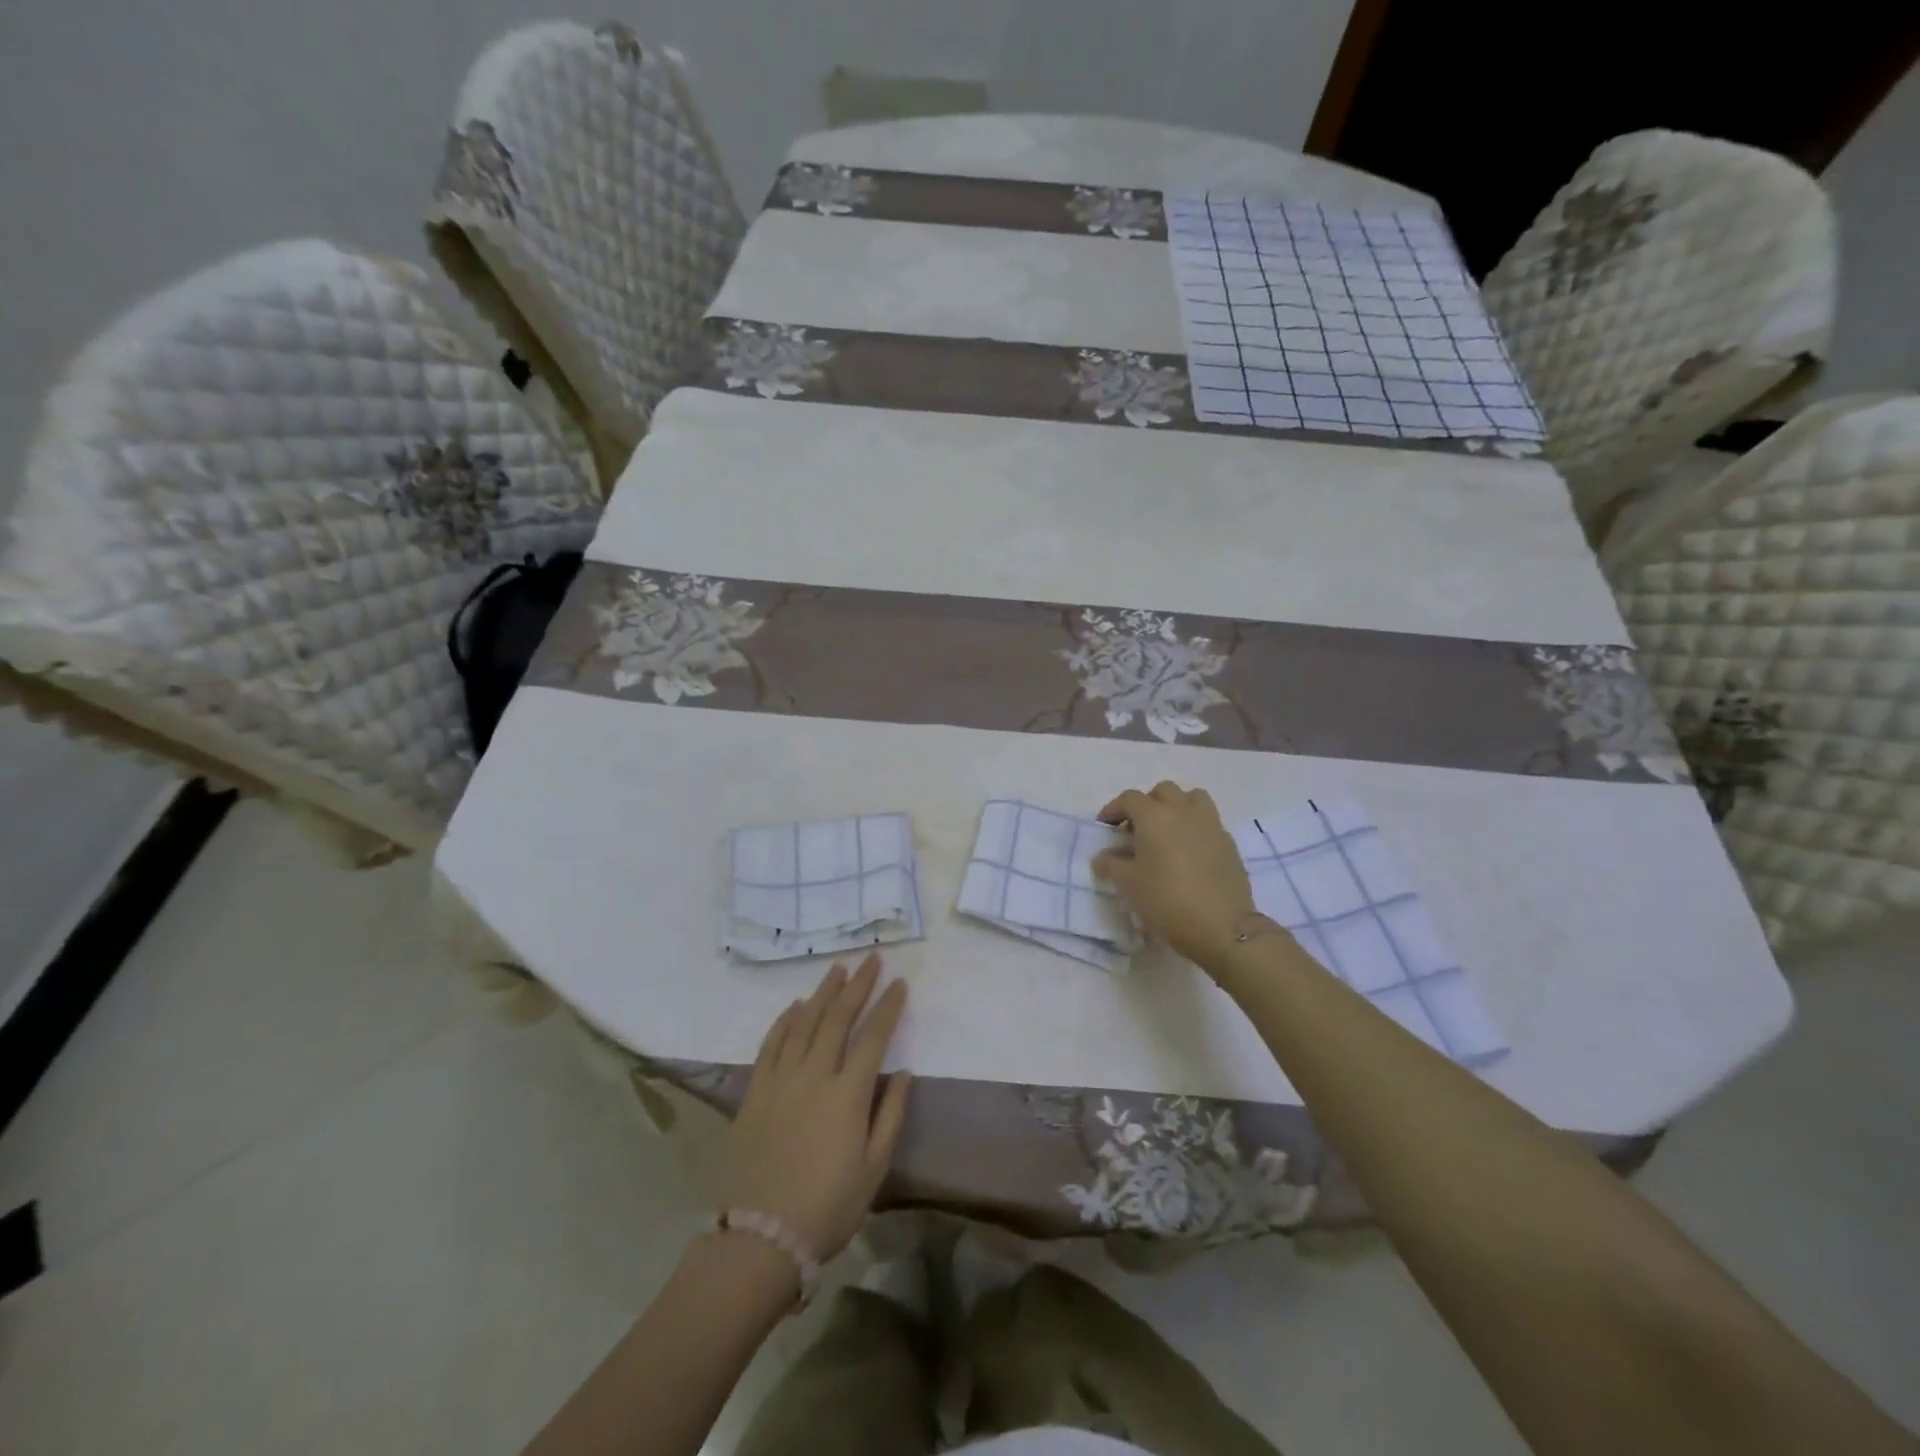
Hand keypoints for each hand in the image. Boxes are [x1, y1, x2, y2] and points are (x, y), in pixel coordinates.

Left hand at [723, 954, 910, 1261]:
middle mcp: (815, 1075)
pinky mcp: (755, 1092)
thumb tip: (904, 1072)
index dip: (888, 1007)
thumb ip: (890, 1115)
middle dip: (857, 985)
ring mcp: (781, 1081)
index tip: (900, 983)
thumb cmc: (828, 1206)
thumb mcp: (874, 1168)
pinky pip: (771, 1045)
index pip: (873, 1036)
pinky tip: (795, 1006)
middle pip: (838, 1018)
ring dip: (822, 993)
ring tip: (837, 969)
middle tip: (870, 959)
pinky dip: (784, 1021)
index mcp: (848, 1093)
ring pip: (804, 1023)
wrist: (760, 1237)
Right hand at [1093, 781, 1259, 972]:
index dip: (1113, 809)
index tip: (1105, 827)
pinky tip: (1188, 854)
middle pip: (1163, 791)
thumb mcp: (1128, 885)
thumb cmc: (1167, 900)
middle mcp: (1183, 811)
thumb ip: (1110, 865)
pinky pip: (1208, 823)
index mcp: (1155, 816)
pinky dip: (1195, 828)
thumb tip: (1103, 857)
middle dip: (1147, 804)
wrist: (1222, 927)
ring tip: (1167, 833)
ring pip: (1192, 799)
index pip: (1129, 798)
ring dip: (1176, 808)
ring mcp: (1211, 825)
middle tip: (1137, 829)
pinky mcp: (1229, 843)